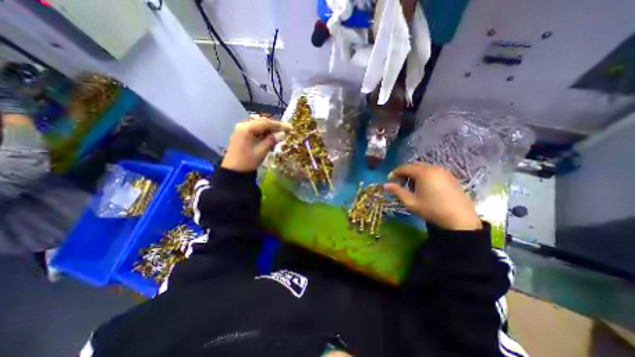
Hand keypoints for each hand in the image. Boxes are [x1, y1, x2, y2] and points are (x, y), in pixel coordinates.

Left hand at [221, 118, 289, 171]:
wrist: (234, 171)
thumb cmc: (248, 161)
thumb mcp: (262, 151)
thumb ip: (272, 140)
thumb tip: (282, 134)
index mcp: (247, 128)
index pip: (266, 123)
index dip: (279, 125)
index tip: (290, 128)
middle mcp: (243, 125)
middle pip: (262, 122)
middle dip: (274, 127)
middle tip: (285, 132)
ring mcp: (241, 130)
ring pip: (259, 126)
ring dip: (268, 131)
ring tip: (276, 138)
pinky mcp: (241, 135)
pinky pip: (254, 130)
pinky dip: (262, 134)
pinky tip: (268, 140)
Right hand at [382, 162, 481, 229]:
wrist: (460, 220)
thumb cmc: (431, 209)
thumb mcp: (411, 202)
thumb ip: (397, 191)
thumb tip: (385, 185)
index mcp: (423, 172)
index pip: (404, 167)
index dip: (395, 173)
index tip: (389, 180)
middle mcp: (433, 168)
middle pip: (414, 166)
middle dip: (404, 173)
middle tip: (399, 183)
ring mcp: (444, 172)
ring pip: (424, 168)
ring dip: (414, 174)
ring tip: (411, 186)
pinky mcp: (451, 177)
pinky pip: (433, 172)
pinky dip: (424, 176)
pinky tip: (424, 187)